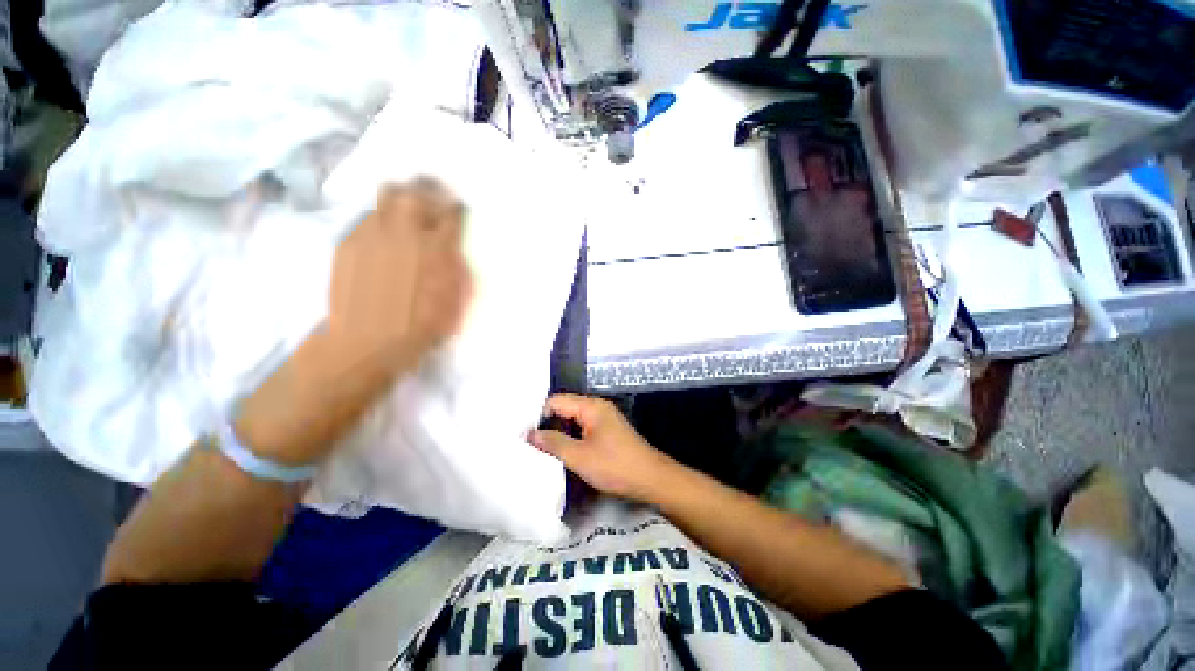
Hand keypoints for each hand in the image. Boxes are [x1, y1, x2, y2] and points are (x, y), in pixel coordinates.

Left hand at [234, 179, 470, 464]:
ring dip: (401, 201)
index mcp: (436, 249)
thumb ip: (457, 269)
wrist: (366, 343)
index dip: (456, 208)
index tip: (458, 210)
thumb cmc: (421, 328)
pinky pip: (367, 218)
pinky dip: (380, 222)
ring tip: (406, 214)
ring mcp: (372, 234)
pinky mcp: (348, 242)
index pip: (451, 212)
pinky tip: (384, 239)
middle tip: (432, 199)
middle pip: (414, 191)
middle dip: (427, 190)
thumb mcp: (456, 302)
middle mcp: (405, 233)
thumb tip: (453, 249)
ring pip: (387, 196)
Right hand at [529, 394, 678, 503]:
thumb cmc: (615, 466)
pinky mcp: (608, 431)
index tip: (524, 434)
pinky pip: (583, 427)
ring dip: (559, 431)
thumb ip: (553, 443)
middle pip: (565, 408)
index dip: (539, 415)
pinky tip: (562, 451)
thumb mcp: (579, 457)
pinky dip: (571, 436)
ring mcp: (604, 419)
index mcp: (591, 406)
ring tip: (541, 448)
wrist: (651, 479)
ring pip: (574, 419)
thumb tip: (530, 434)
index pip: (557, 401)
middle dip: (548, 423)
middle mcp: (598, 407)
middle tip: (529, 442)